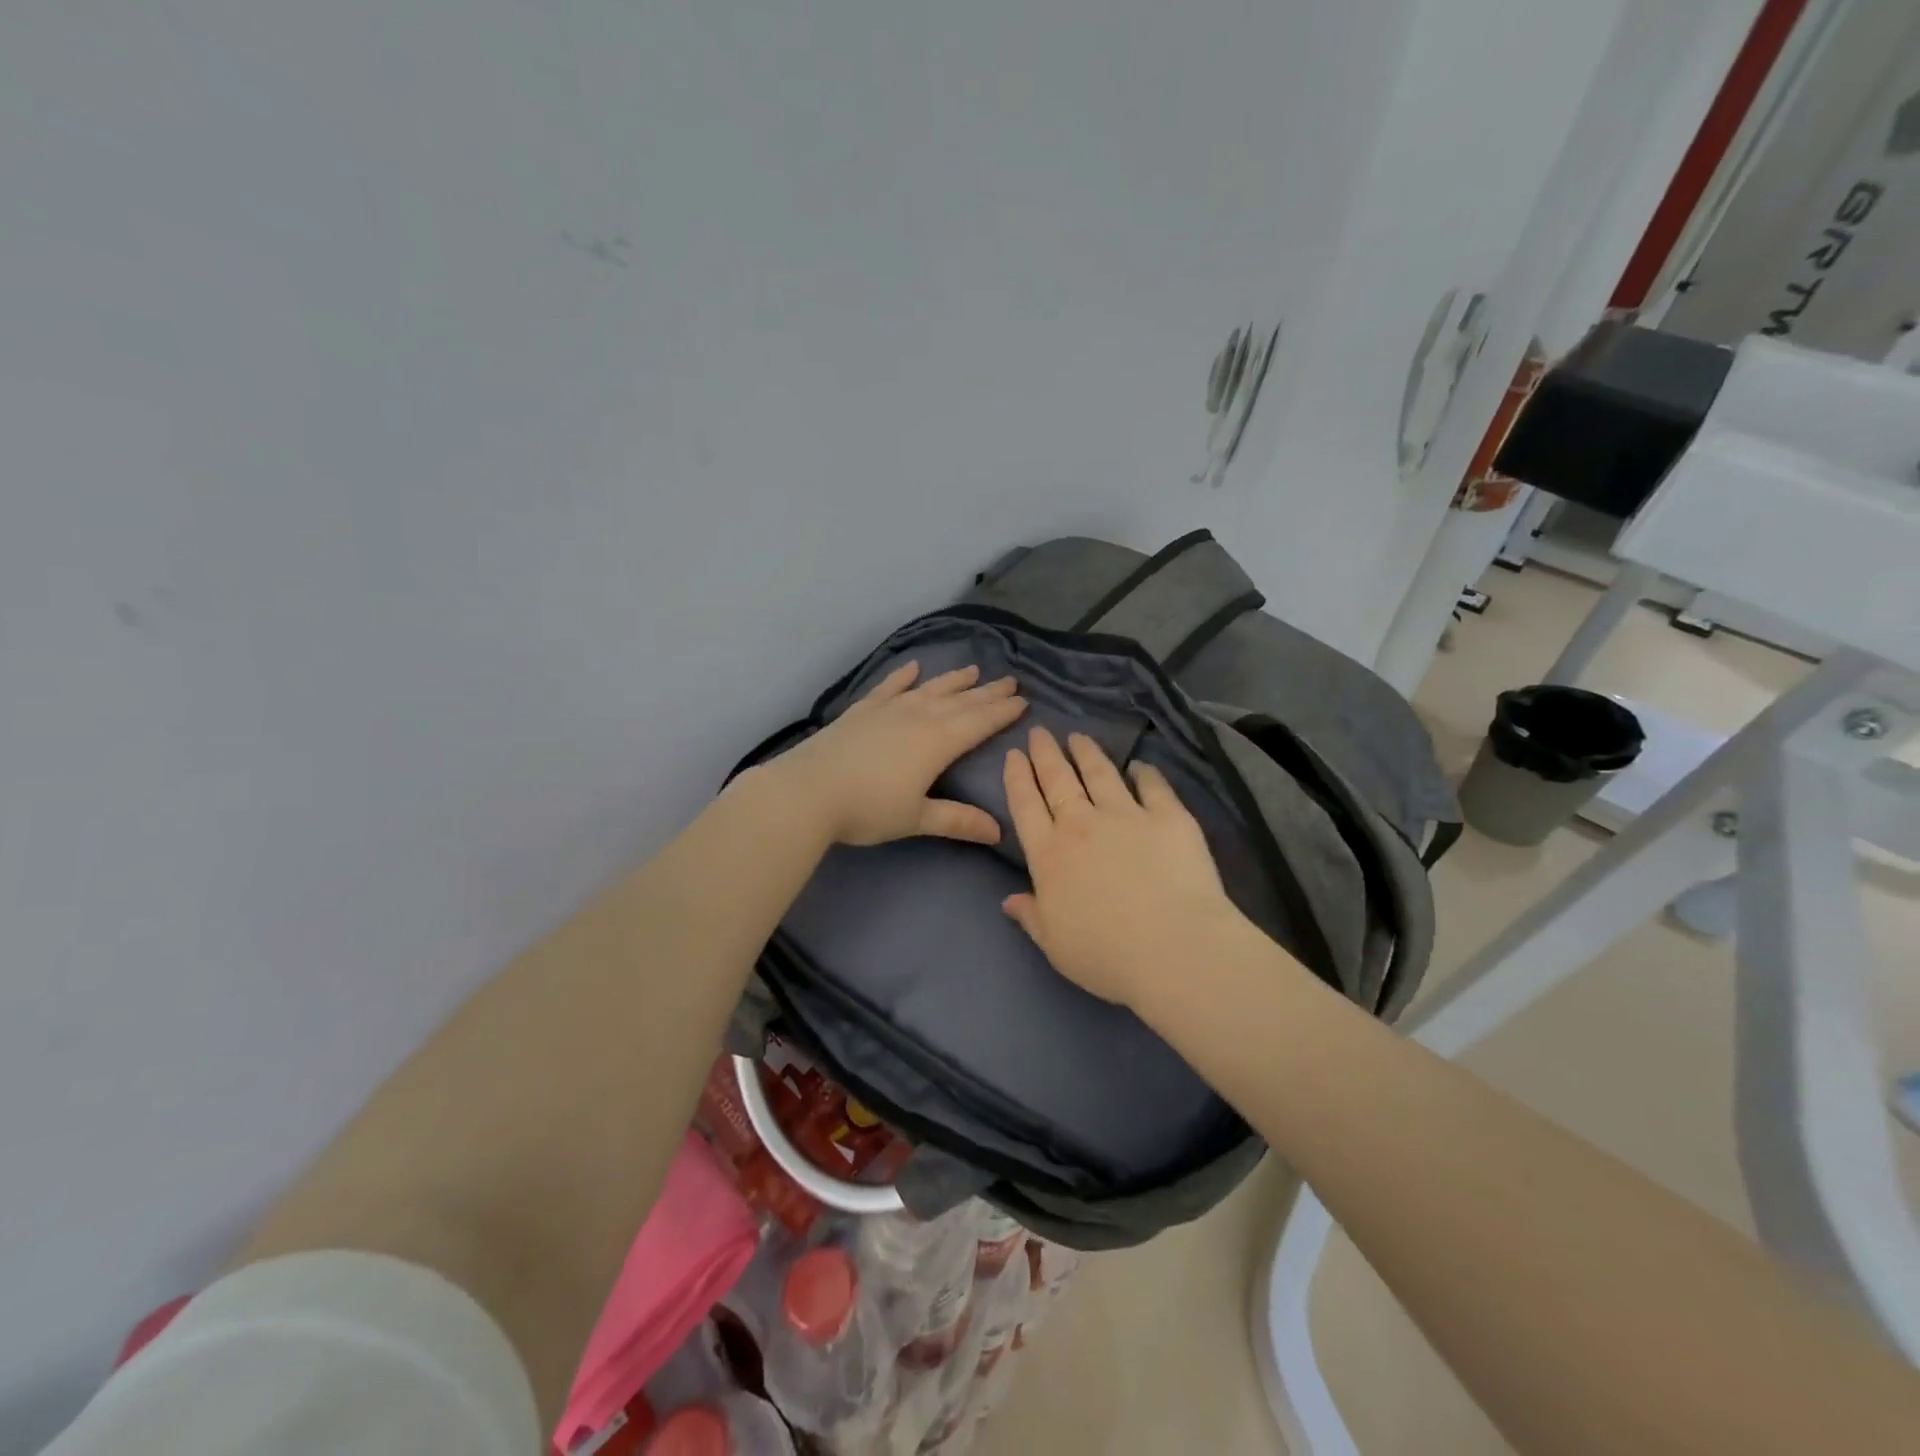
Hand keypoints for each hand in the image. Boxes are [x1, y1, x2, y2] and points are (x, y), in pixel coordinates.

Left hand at [764, 661, 1025, 846]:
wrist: (808, 791)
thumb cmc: (868, 808)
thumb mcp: (916, 818)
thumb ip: (957, 820)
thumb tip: (998, 831)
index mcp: (938, 742)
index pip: (979, 722)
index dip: (1002, 712)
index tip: (1023, 700)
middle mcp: (918, 717)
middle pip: (960, 701)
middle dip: (987, 692)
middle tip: (1010, 681)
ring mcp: (889, 709)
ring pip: (929, 689)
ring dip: (953, 680)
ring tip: (973, 670)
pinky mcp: (862, 710)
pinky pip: (889, 687)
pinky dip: (903, 677)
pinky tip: (913, 668)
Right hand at [1001, 727, 1245, 1009]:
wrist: (1175, 949)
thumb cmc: (1106, 956)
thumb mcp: (1055, 945)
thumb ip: (1031, 917)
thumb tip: (1009, 899)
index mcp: (1050, 856)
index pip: (1026, 806)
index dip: (1018, 777)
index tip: (1014, 754)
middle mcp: (1082, 826)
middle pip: (1059, 780)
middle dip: (1046, 754)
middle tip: (1040, 731)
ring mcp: (1127, 816)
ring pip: (1101, 774)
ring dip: (1087, 753)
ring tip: (1079, 737)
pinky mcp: (1169, 817)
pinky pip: (1153, 786)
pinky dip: (1144, 773)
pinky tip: (1140, 766)